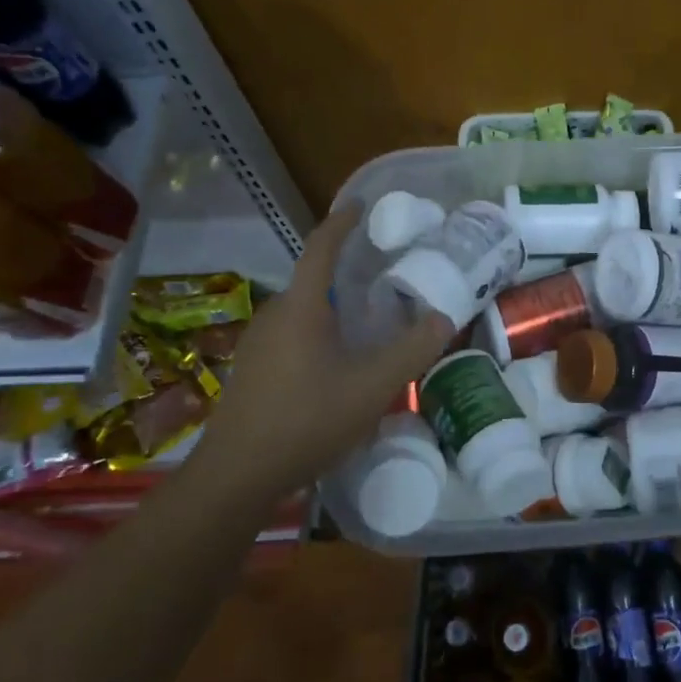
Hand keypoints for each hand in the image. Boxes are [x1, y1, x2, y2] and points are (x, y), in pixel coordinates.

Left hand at [210, 207, 452, 481]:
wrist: (236, 477)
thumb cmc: (307, 420)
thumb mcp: (372, 387)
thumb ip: (412, 349)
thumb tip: (444, 316)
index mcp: (301, 307)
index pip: (321, 247)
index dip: (342, 222)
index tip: (362, 204)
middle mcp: (274, 315)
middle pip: (313, 280)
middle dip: (347, 271)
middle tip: (386, 275)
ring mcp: (257, 344)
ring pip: (303, 311)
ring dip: (334, 307)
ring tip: (369, 319)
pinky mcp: (252, 371)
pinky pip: (293, 335)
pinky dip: (320, 332)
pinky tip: (339, 362)